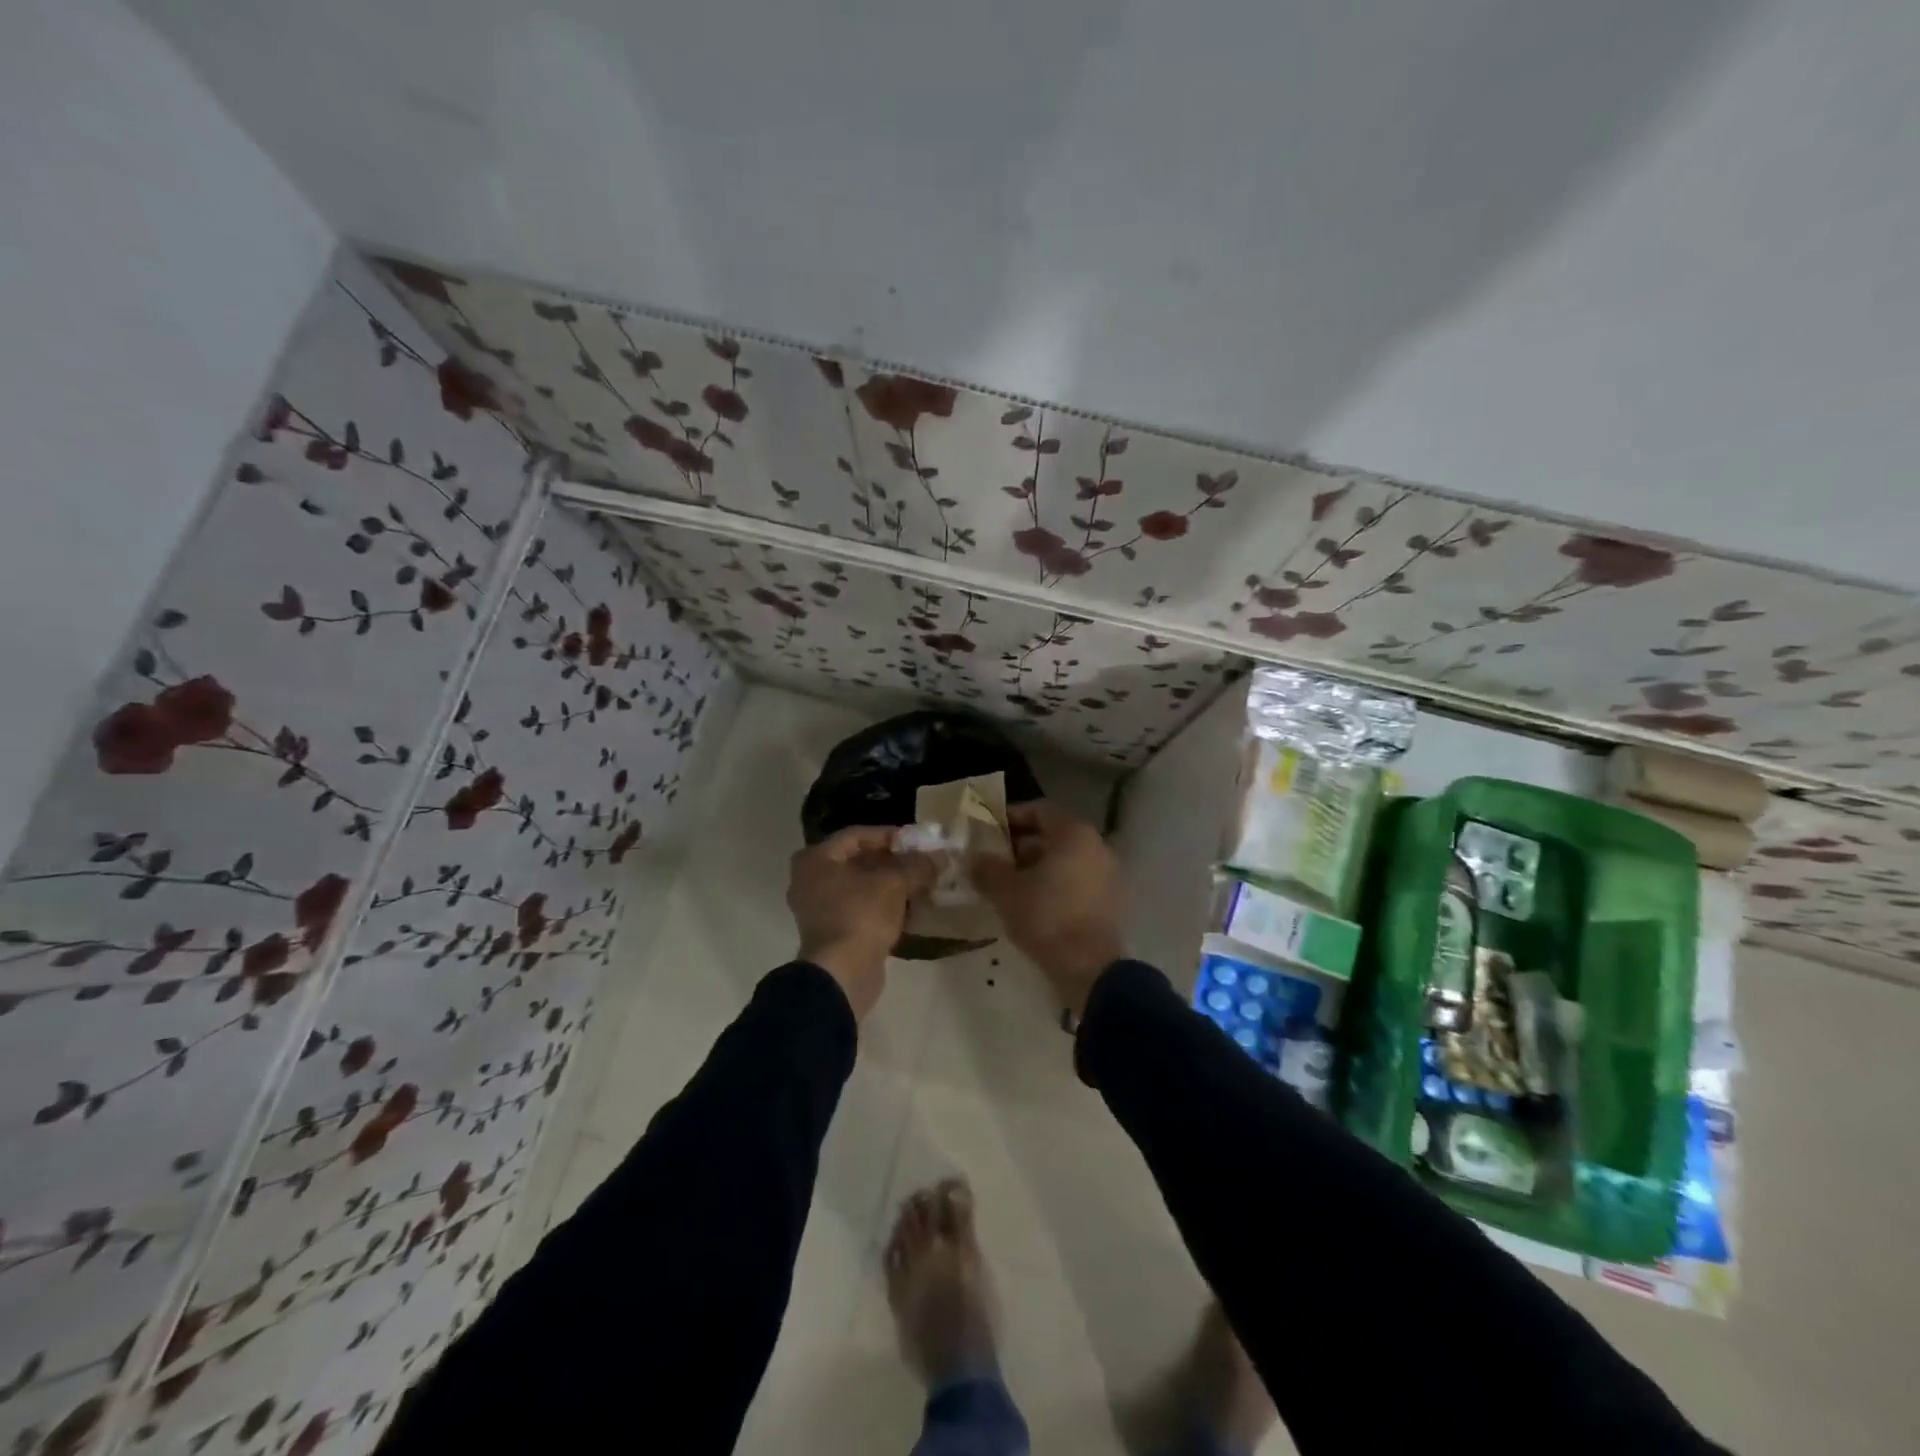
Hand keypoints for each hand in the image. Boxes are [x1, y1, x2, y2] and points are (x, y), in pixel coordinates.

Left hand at [788, 827, 934, 1018]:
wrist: (842, 974)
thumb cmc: (861, 915)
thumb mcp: (894, 883)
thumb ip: (917, 866)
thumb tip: (941, 856)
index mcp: (816, 859)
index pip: (856, 835)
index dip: (889, 835)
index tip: (917, 841)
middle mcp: (810, 880)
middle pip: (857, 861)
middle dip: (892, 861)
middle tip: (921, 862)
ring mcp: (818, 909)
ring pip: (859, 886)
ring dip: (889, 884)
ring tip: (920, 883)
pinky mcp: (831, 933)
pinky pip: (859, 909)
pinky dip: (882, 905)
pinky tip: (909, 907)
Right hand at [971, 801, 1125, 1015]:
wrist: (1089, 967)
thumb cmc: (1046, 917)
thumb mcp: (1006, 891)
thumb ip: (986, 869)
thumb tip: (971, 858)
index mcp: (1074, 834)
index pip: (1039, 810)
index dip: (1011, 817)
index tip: (988, 831)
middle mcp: (1096, 846)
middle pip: (1053, 836)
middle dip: (1021, 846)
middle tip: (993, 860)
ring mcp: (1107, 874)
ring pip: (1065, 860)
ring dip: (1036, 867)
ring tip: (1007, 884)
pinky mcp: (1109, 901)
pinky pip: (1076, 881)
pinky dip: (1054, 885)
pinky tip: (1031, 903)